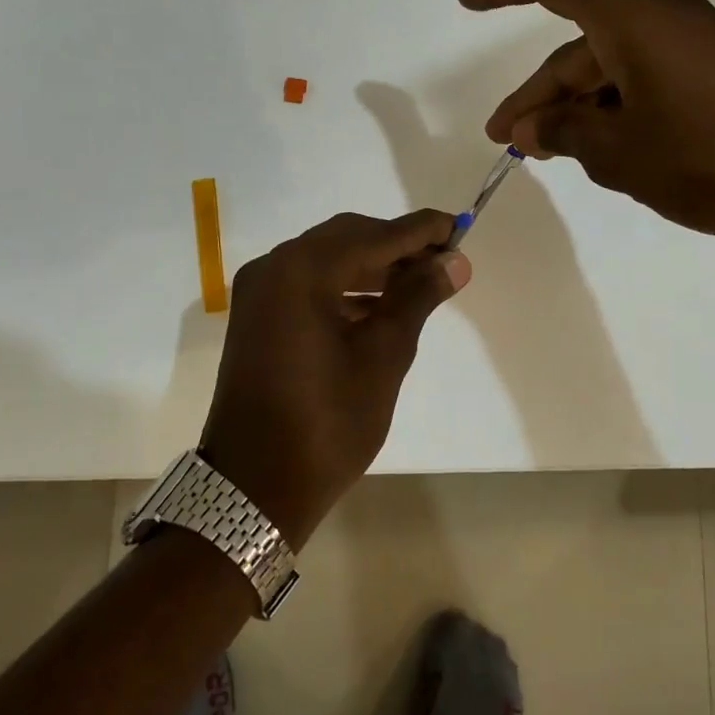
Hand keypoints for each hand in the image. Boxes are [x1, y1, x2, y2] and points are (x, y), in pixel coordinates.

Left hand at [200, 210, 470, 546]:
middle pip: (348, 238)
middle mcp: (275, 266)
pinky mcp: (257, 314)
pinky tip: (379, 306)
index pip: (375, 236)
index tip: (459, 227)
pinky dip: (345, 287)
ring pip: (328, 259)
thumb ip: (417, 297)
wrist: (254, 487)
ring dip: (373, 266)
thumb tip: (454, 261)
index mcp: (303, 271)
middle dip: (397, 246)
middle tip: (443, 260)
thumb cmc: (328, 422)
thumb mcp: (383, 356)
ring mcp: (260, 291)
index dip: (421, 231)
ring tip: (420, 283)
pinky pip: (308, 283)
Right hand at [457, 0, 714, 247]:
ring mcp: (692, 44)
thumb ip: (564, 132)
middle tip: (507, 141)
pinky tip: (604, 149)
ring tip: (549, 153)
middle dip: (539, 94)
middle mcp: (660, 17)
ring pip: (611, 67)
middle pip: (578, 46)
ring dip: (576, 106)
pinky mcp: (714, 72)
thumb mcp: (620, 152)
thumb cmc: (709, 157)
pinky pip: (644, 79)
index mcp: (631, 17)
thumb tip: (529, 128)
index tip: (465, 2)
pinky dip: (614, 108)